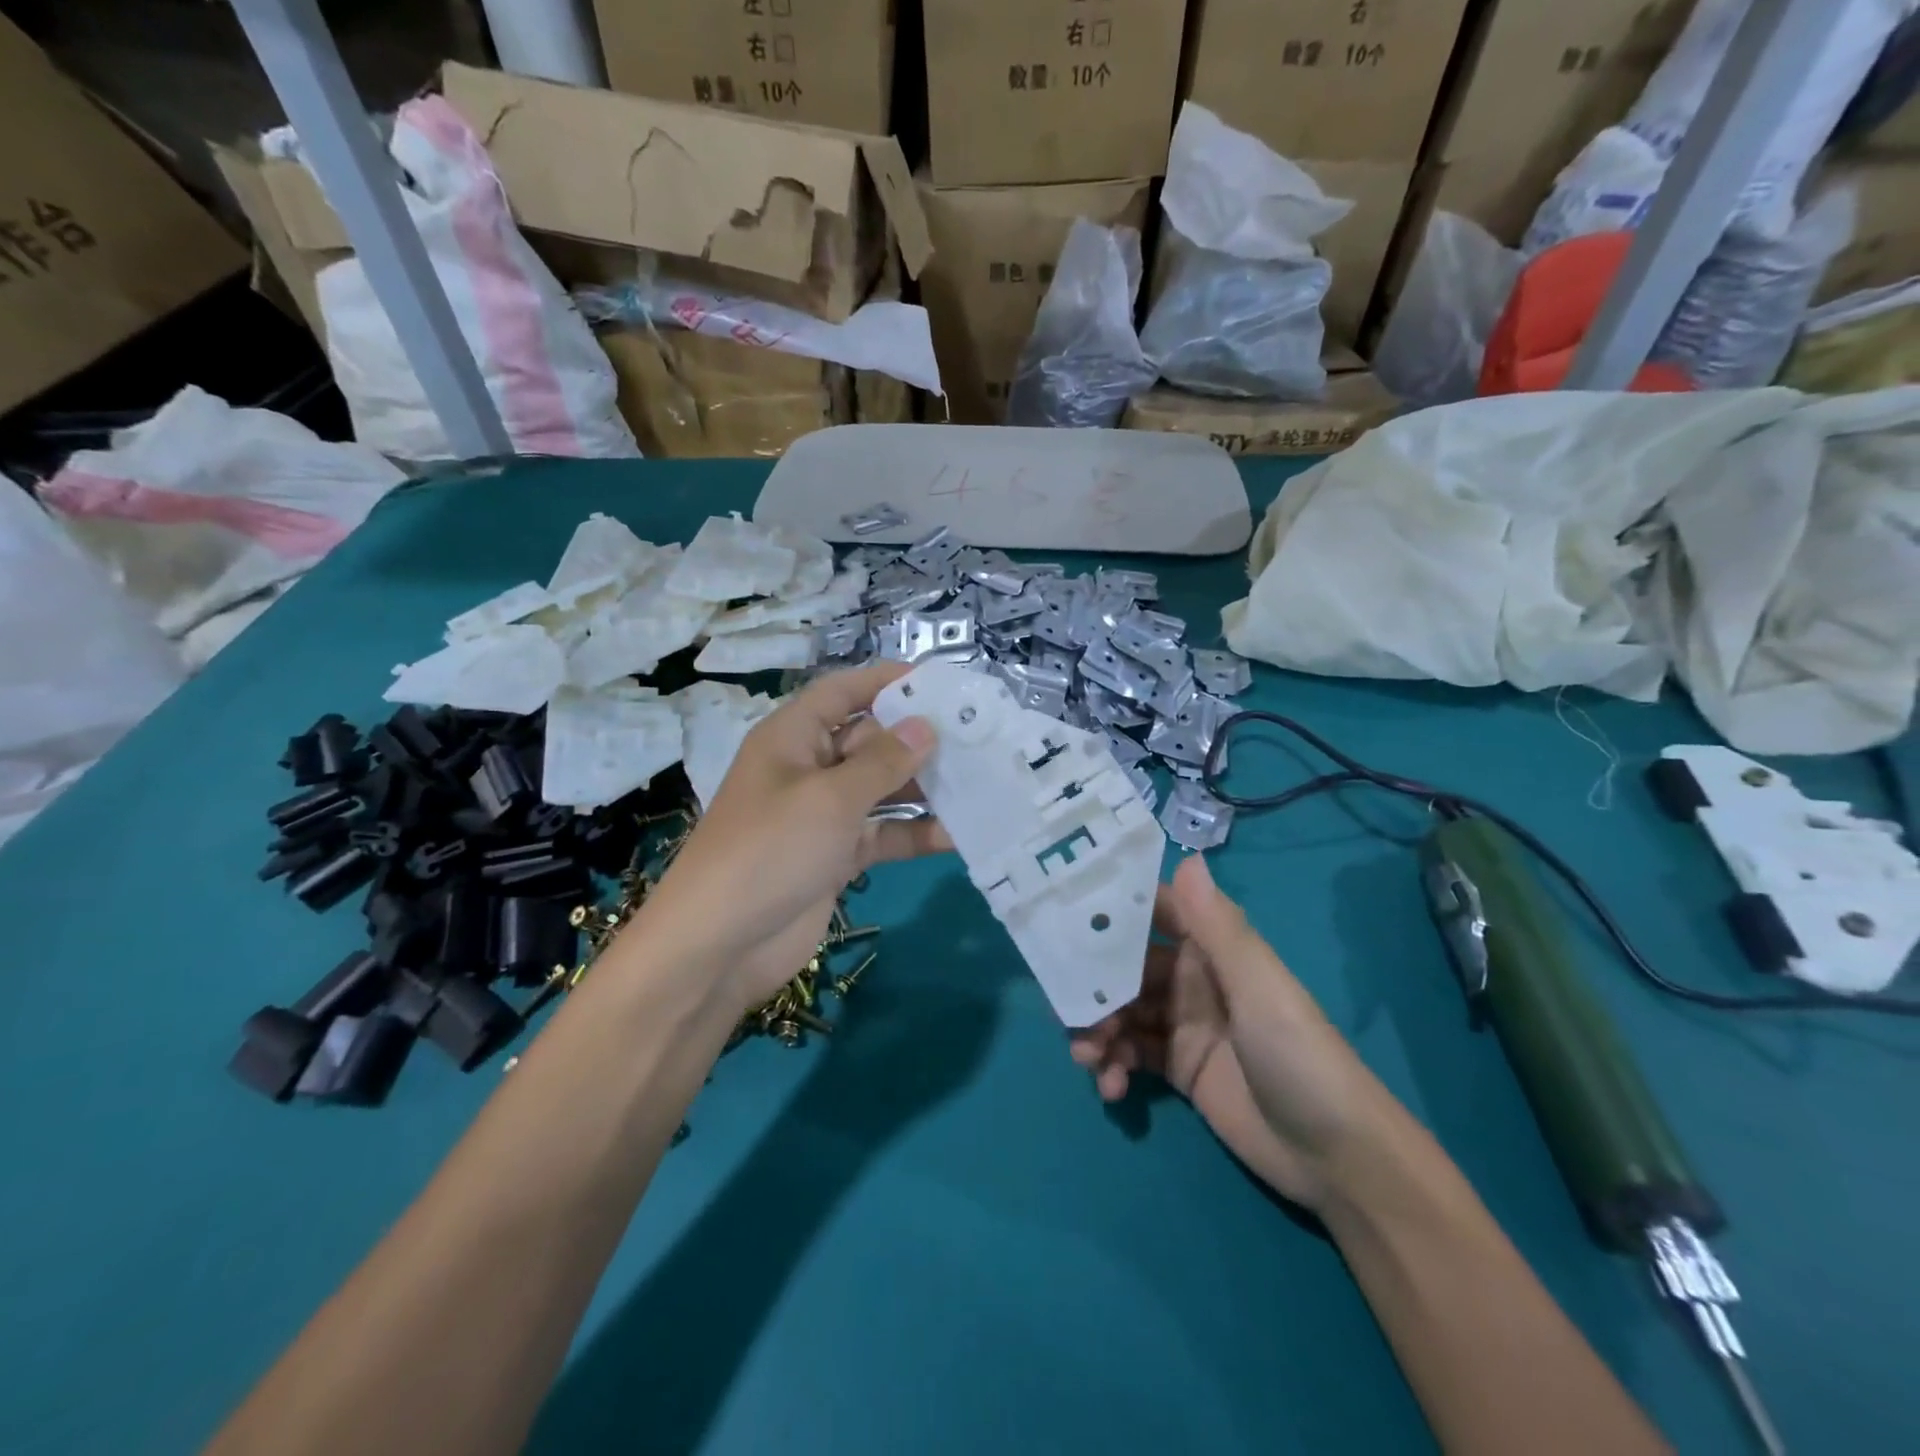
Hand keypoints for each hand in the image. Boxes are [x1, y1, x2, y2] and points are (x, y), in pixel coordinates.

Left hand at [630, 662, 949, 1014]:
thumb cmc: (770, 850)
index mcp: (793, 738)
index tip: (937, 681)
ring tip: (979, 781)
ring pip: (881, 790)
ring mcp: (822, 816)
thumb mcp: (830, 798)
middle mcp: (808, 769)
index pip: (842, 693)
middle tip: (977, 737)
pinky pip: (882, 835)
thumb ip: (883, 762)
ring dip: (923, 789)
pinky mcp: (835, 857)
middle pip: (869, 740)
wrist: (719, 946)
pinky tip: (958, 835)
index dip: (884, 681)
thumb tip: (925, 726)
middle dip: (917, 739)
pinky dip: (914, 835)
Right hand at [1071, 855, 1400, 1211]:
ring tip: (1089, 1057)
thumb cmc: (1299, 1056)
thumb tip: (1187, 856)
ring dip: (1096, 1028)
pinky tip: (1112, 1088)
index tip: (1064, 914)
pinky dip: (1112, 1066)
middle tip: (1070, 1008)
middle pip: (1124, 967)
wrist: (1337, 1157)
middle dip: (1093, 982)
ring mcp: (1181, 1025)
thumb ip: (1218, 927)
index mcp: (1211, 949)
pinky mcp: (1176, 1069)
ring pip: (1120, 1010)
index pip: (1153, 913)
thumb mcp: (1259, 987)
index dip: (1112, 911)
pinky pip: (1128, 1054)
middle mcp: (1190, 979)